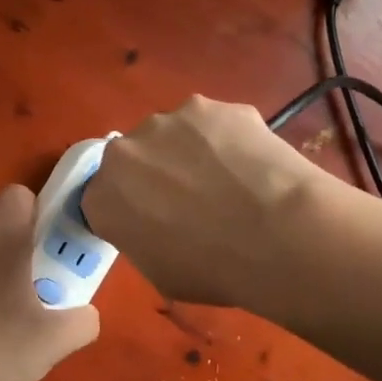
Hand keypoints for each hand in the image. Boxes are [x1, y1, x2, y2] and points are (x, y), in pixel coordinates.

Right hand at [84, 95, 323, 306]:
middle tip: (192, 201)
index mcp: (103, 199)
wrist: (278, 235)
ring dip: (189, 152)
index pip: (103, 199)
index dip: (130, 210)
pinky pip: (211, 124)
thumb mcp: (161, 274)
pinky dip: (225, 139)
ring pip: (171, 135)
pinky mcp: (210, 105)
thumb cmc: (214, 270)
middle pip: (134, 159)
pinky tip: (251, 163)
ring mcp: (168, 121)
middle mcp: (124, 152)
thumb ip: (143, 239)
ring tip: (229, 180)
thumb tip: (159, 226)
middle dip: (155, 175)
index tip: (153, 223)